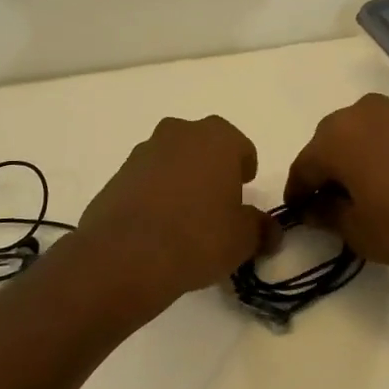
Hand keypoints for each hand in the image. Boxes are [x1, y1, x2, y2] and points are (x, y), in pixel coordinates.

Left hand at [72, 115, 276, 317]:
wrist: (126, 255)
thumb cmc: (198, 236)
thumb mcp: (243, 239)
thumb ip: (261, 228)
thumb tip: (271, 231)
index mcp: (217, 138)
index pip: (241, 147)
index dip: (245, 170)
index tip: (244, 193)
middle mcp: (179, 133)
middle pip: (203, 146)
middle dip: (211, 169)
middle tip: (216, 204)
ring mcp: (143, 152)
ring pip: (172, 160)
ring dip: (181, 180)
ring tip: (184, 219)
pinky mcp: (117, 175)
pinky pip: (146, 180)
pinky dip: (154, 195)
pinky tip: (157, 227)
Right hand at [284, 93, 388, 281]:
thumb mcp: (358, 232)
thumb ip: (327, 215)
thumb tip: (315, 207)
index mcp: (336, 137)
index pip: (305, 166)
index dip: (298, 192)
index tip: (299, 212)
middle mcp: (365, 112)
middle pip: (334, 140)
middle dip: (329, 168)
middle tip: (334, 200)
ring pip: (367, 132)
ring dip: (361, 156)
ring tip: (372, 189)